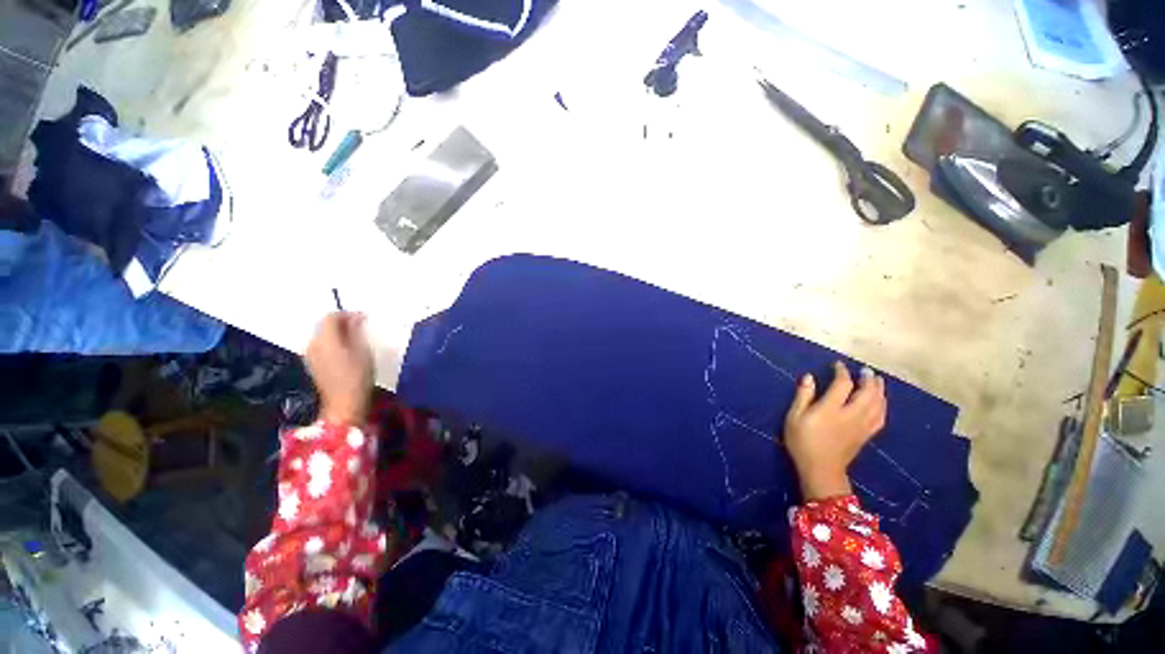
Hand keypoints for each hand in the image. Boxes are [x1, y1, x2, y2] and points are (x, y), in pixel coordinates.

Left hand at [305, 312, 373, 425]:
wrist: (345, 403)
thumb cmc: (358, 375)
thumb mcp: (363, 350)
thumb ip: (356, 330)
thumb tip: (356, 317)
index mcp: (325, 339)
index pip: (331, 317)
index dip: (347, 314)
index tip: (364, 318)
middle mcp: (313, 344)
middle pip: (324, 325)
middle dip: (341, 323)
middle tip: (361, 327)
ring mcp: (310, 355)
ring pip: (322, 335)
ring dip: (337, 333)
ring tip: (355, 339)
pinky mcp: (312, 364)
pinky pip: (321, 346)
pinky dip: (333, 343)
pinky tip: (346, 350)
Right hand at [783, 361, 886, 500]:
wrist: (820, 469)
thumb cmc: (802, 441)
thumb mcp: (794, 417)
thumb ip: (803, 396)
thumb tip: (809, 377)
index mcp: (831, 409)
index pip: (842, 384)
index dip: (841, 372)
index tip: (837, 365)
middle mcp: (851, 415)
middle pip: (867, 393)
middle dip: (868, 379)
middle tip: (865, 370)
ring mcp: (861, 425)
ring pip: (877, 404)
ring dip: (879, 390)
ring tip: (877, 381)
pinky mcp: (866, 434)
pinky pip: (881, 417)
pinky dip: (882, 406)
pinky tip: (881, 402)